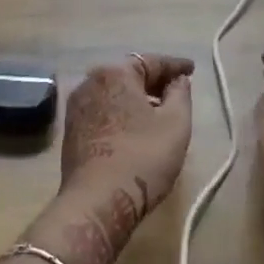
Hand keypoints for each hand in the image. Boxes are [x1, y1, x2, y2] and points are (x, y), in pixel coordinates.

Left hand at [30, 55, 195, 263]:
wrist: (97, 202)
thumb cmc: (143, 157)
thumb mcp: (175, 123)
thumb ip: (180, 94)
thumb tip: (178, 80)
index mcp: (115, 73)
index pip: (151, 61)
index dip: (175, 66)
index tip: (192, 70)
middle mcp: (90, 82)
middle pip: (129, 74)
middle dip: (154, 81)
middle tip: (176, 89)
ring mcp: (76, 107)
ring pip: (114, 93)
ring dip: (136, 98)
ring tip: (158, 109)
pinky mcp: (71, 130)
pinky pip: (103, 110)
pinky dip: (121, 112)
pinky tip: (135, 127)